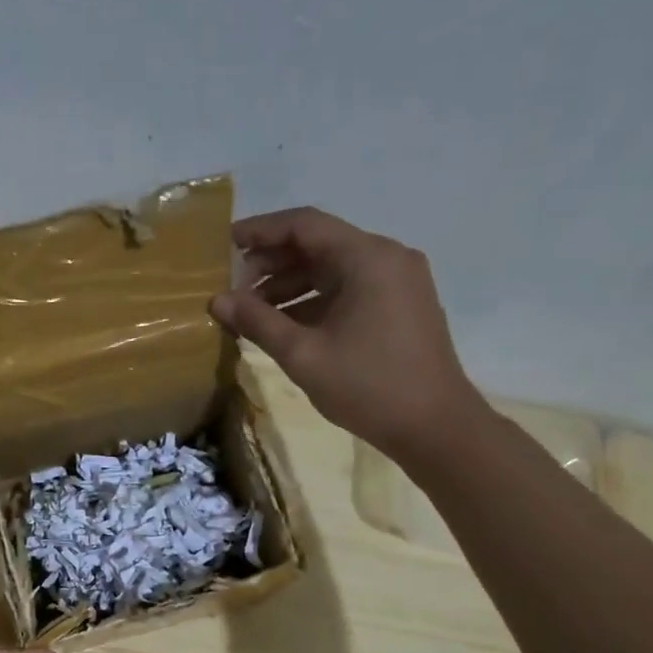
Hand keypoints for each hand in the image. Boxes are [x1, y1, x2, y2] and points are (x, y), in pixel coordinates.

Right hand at [211, 208, 487, 462]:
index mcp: (367, 258)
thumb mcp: (303, 354)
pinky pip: (348, 288)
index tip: (225, 245)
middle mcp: (386, 258)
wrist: (435, 427)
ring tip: (251, 312)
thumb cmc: (368, 386)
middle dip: (272, 263)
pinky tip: (284, 325)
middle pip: (318, 244)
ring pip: (332, 268)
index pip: (304, 224)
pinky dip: (313, 300)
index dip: (260, 231)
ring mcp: (397, 281)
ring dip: (290, 284)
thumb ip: (257, 321)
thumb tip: (216, 300)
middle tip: (234, 289)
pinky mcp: (400, 305)